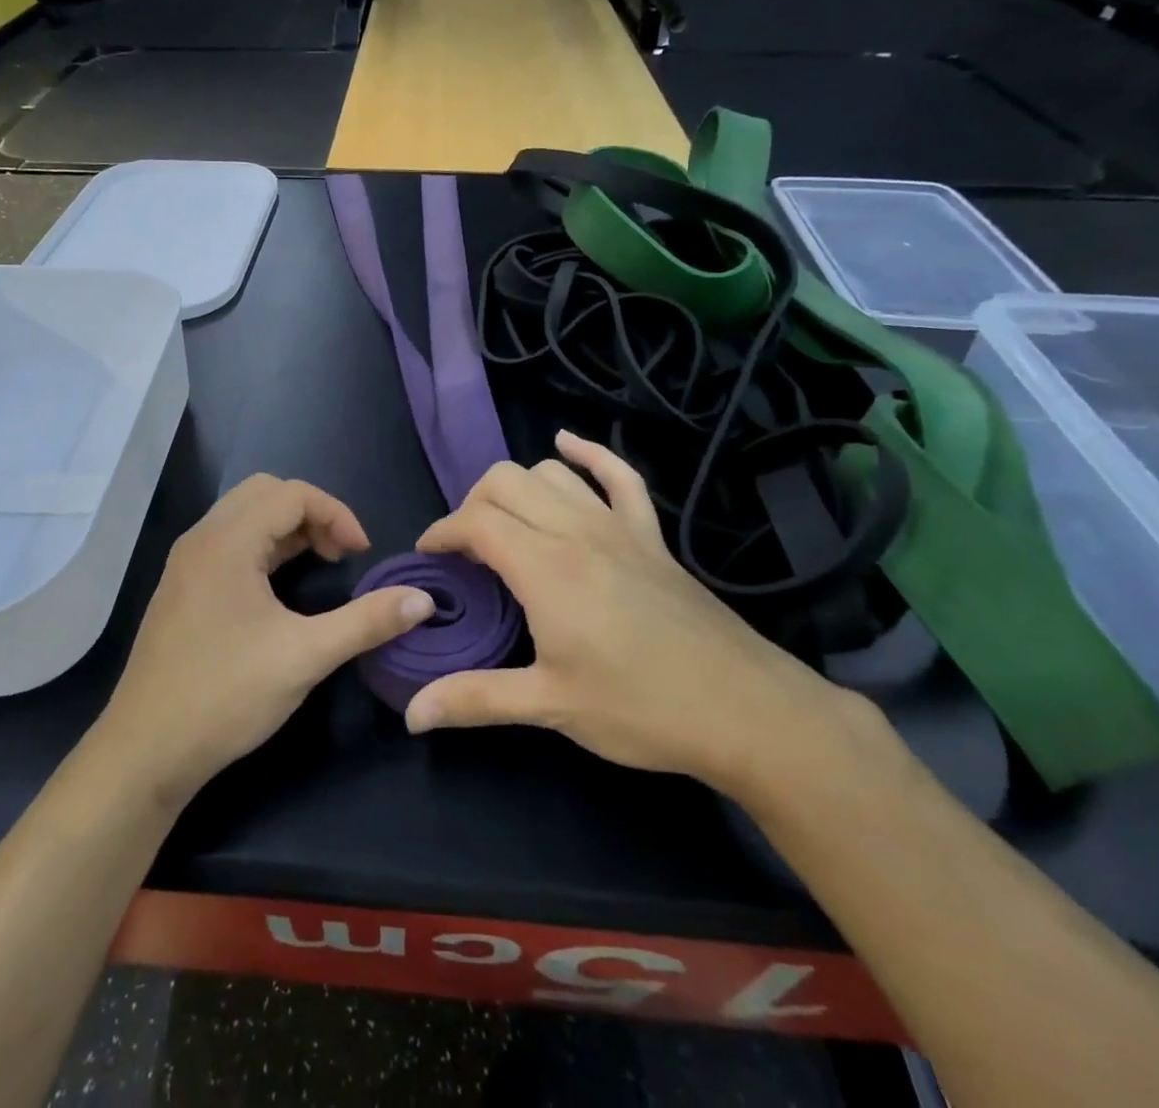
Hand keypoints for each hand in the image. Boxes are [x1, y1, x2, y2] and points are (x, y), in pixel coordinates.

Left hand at [97, 474, 433, 805]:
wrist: (146, 750)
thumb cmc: (226, 695)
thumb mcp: (306, 657)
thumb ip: (367, 621)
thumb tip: (422, 600)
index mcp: (227, 541)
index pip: (292, 493)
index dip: (336, 514)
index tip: (362, 554)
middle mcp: (202, 539)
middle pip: (265, 493)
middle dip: (311, 513)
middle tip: (339, 555)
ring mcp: (186, 562)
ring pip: (244, 515)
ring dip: (287, 529)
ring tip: (319, 565)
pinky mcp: (182, 587)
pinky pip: (229, 542)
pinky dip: (263, 547)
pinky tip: (280, 588)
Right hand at [403, 432, 856, 796]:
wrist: (746, 710)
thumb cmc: (642, 708)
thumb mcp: (550, 706)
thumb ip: (475, 699)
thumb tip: (412, 713)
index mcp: (545, 568)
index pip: (475, 521)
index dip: (442, 532)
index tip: (428, 557)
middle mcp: (576, 531)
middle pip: (504, 482)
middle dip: (472, 505)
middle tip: (466, 550)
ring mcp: (617, 527)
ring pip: (550, 473)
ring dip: (516, 488)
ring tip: (505, 523)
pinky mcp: (651, 535)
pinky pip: (619, 475)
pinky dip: (589, 453)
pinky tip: (567, 445)